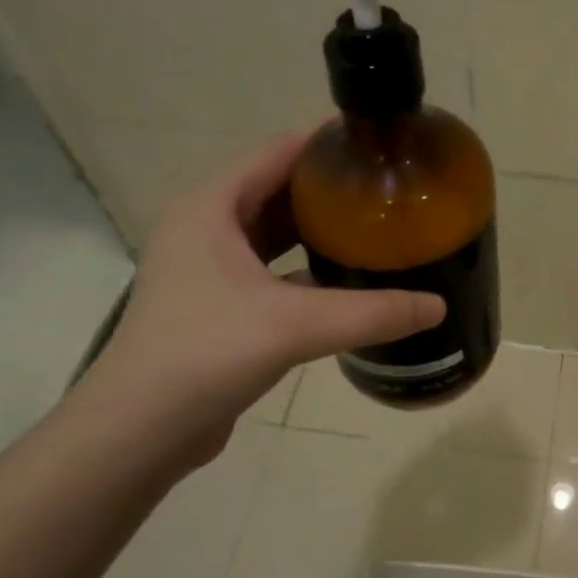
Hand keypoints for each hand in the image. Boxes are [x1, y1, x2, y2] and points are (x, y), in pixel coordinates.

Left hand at [83, 131, 444, 456]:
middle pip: (277, 189)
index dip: (328, 145)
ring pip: (273, 232)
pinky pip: (269, 270)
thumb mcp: (296, 325)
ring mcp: (206, 268)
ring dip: (317, 230)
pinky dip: (305, 269)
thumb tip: (438, 306)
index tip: (380, 148)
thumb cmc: (207, 353)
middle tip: (388, 192)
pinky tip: (345, 281)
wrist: (138, 431)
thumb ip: (371, 312)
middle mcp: (204, 227)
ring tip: (374, 229)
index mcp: (212, 207)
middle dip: (330, 190)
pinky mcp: (215, 304)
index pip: (278, 152)